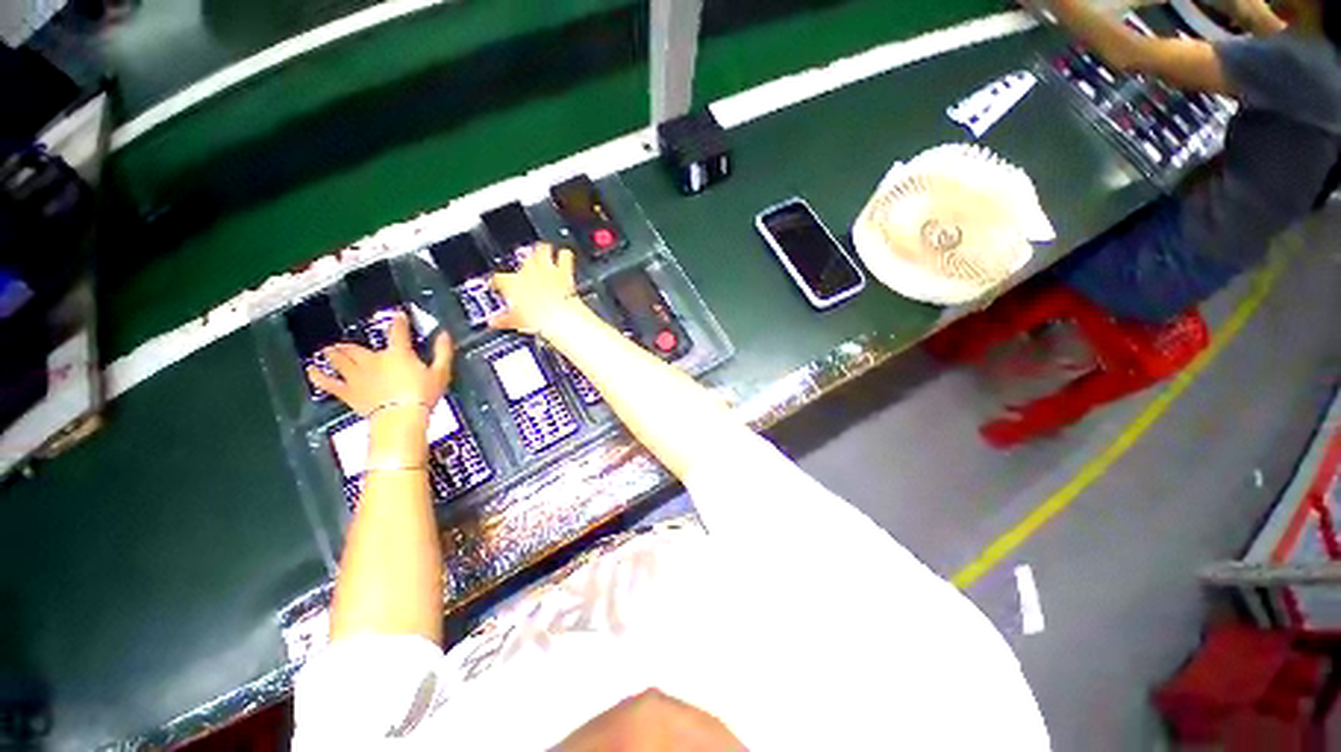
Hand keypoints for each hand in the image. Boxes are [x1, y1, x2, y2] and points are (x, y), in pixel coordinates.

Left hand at [307, 311, 452, 416]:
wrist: (401, 416)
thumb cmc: (423, 394)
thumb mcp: (441, 372)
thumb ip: (443, 352)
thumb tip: (444, 334)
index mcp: (397, 354)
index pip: (397, 332)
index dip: (398, 322)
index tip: (398, 315)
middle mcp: (373, 360)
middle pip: (357, 348)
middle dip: (351, 344)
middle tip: (346, 343)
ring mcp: (356, 376)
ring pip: (339, 360)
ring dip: (333, 354)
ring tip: (328, 350)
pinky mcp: (347, 392)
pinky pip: (328, 383)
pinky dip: (318, 376)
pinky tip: (311, 371)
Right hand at [489, 243, 581, 334]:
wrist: (559, 316)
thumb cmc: (537, 319)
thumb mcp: (516, 322)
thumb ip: (504, 320)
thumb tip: (494, 323)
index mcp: (512, 283)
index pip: (498, 278)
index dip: (496, 282)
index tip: (497, 286)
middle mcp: (528, 272)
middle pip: (522, 260)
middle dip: (524, 263)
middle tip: (526, 270)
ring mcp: (546, 269)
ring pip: (541, 249)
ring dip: (542, 252)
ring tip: (543, 255)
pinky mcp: (564, 271)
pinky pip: (565, 255)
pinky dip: (565, 255)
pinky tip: (564, 256)